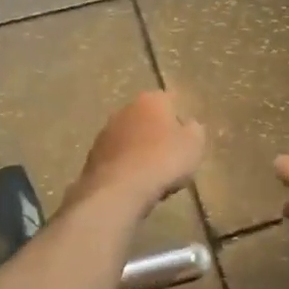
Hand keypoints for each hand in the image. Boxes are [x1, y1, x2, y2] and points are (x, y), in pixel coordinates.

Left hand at [66, 92, 205, 217]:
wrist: (119, 189)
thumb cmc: (164, 160)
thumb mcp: (194, 145)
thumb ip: (195, 130)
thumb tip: (189, 126)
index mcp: (152, 100)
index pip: (170, 100)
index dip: (180, 117)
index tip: (186, 135)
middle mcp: (125, 109)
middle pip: (147, 118)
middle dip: (157, 132)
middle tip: (171, 155)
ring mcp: (106, 132)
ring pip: (130, 137)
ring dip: (140, 149)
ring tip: (153, 173)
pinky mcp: (93, 155)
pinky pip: (117, 157)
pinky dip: (126, 165)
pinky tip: (135, 183)